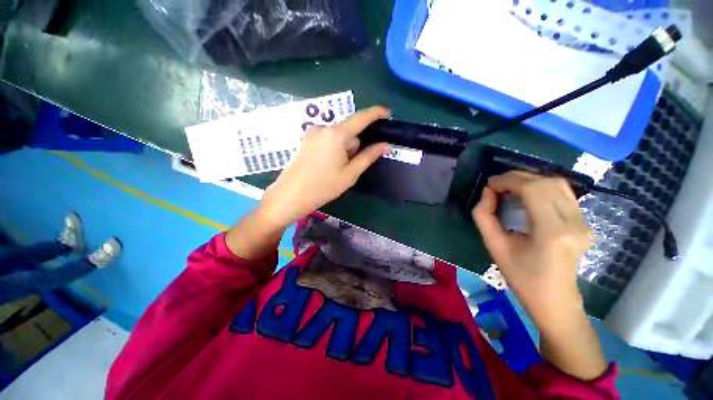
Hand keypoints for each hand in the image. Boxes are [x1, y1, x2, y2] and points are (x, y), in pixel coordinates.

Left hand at [257, 106, 390, 227]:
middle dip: (354, 145)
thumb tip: (385, 145)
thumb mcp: (350, 174)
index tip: (387, 112)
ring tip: (335, 168)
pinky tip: (326, 164)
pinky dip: (333, 148)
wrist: (291, 195)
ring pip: (338, 136)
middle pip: (349, 131)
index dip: (375, 113)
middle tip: (349, 167)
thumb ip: (368, 156)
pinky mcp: (306, 139)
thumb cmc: (324, 186)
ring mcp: (312, 133)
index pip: (361, 118)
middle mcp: (323, 128)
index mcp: (336, 135)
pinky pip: (327, 139)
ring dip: (343, 148)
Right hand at [471, 171, 591, 328]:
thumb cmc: (521, 277)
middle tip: (496, 185)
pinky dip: (541, 188)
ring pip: (558, 185)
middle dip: (517, 178)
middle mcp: (574, 223)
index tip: (489, 185)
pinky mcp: (584, 223)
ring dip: (530, 180)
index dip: (508, 181)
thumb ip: (484, 216)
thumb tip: (487, 193)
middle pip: (547, 183)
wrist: (554, 300)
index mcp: (552, 232)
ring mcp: (583, 223)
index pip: (533, 190)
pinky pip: (563, 194)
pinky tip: (526, 195)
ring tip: (509, 188)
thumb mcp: (494, 245)